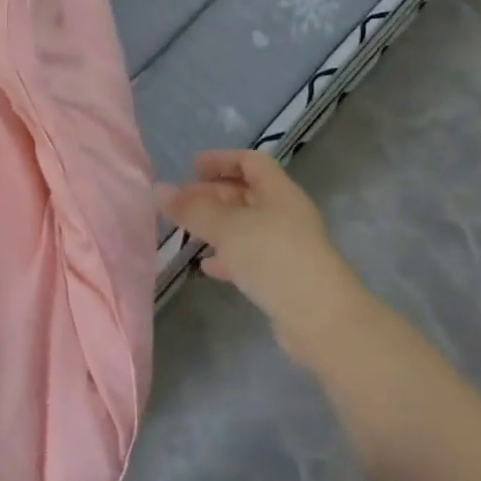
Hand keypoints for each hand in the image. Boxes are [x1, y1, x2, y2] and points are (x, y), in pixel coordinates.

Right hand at [157, 149, 367, 366]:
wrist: (322, 321)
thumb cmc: (274, 259)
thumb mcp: (227, 228)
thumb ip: (192, 209)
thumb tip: (158, 189)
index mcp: (279, 192)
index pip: (250, 161)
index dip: (221, 160)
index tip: (191, 167)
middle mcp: (286, 214)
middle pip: (247, 193)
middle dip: (213, 194)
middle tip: (181, 202)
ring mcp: (288, 247)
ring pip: (246, 226)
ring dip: (217, 225)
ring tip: (187, 232)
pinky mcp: (285, 277)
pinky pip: (251, 256)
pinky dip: (228, 256)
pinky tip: (207, 267)